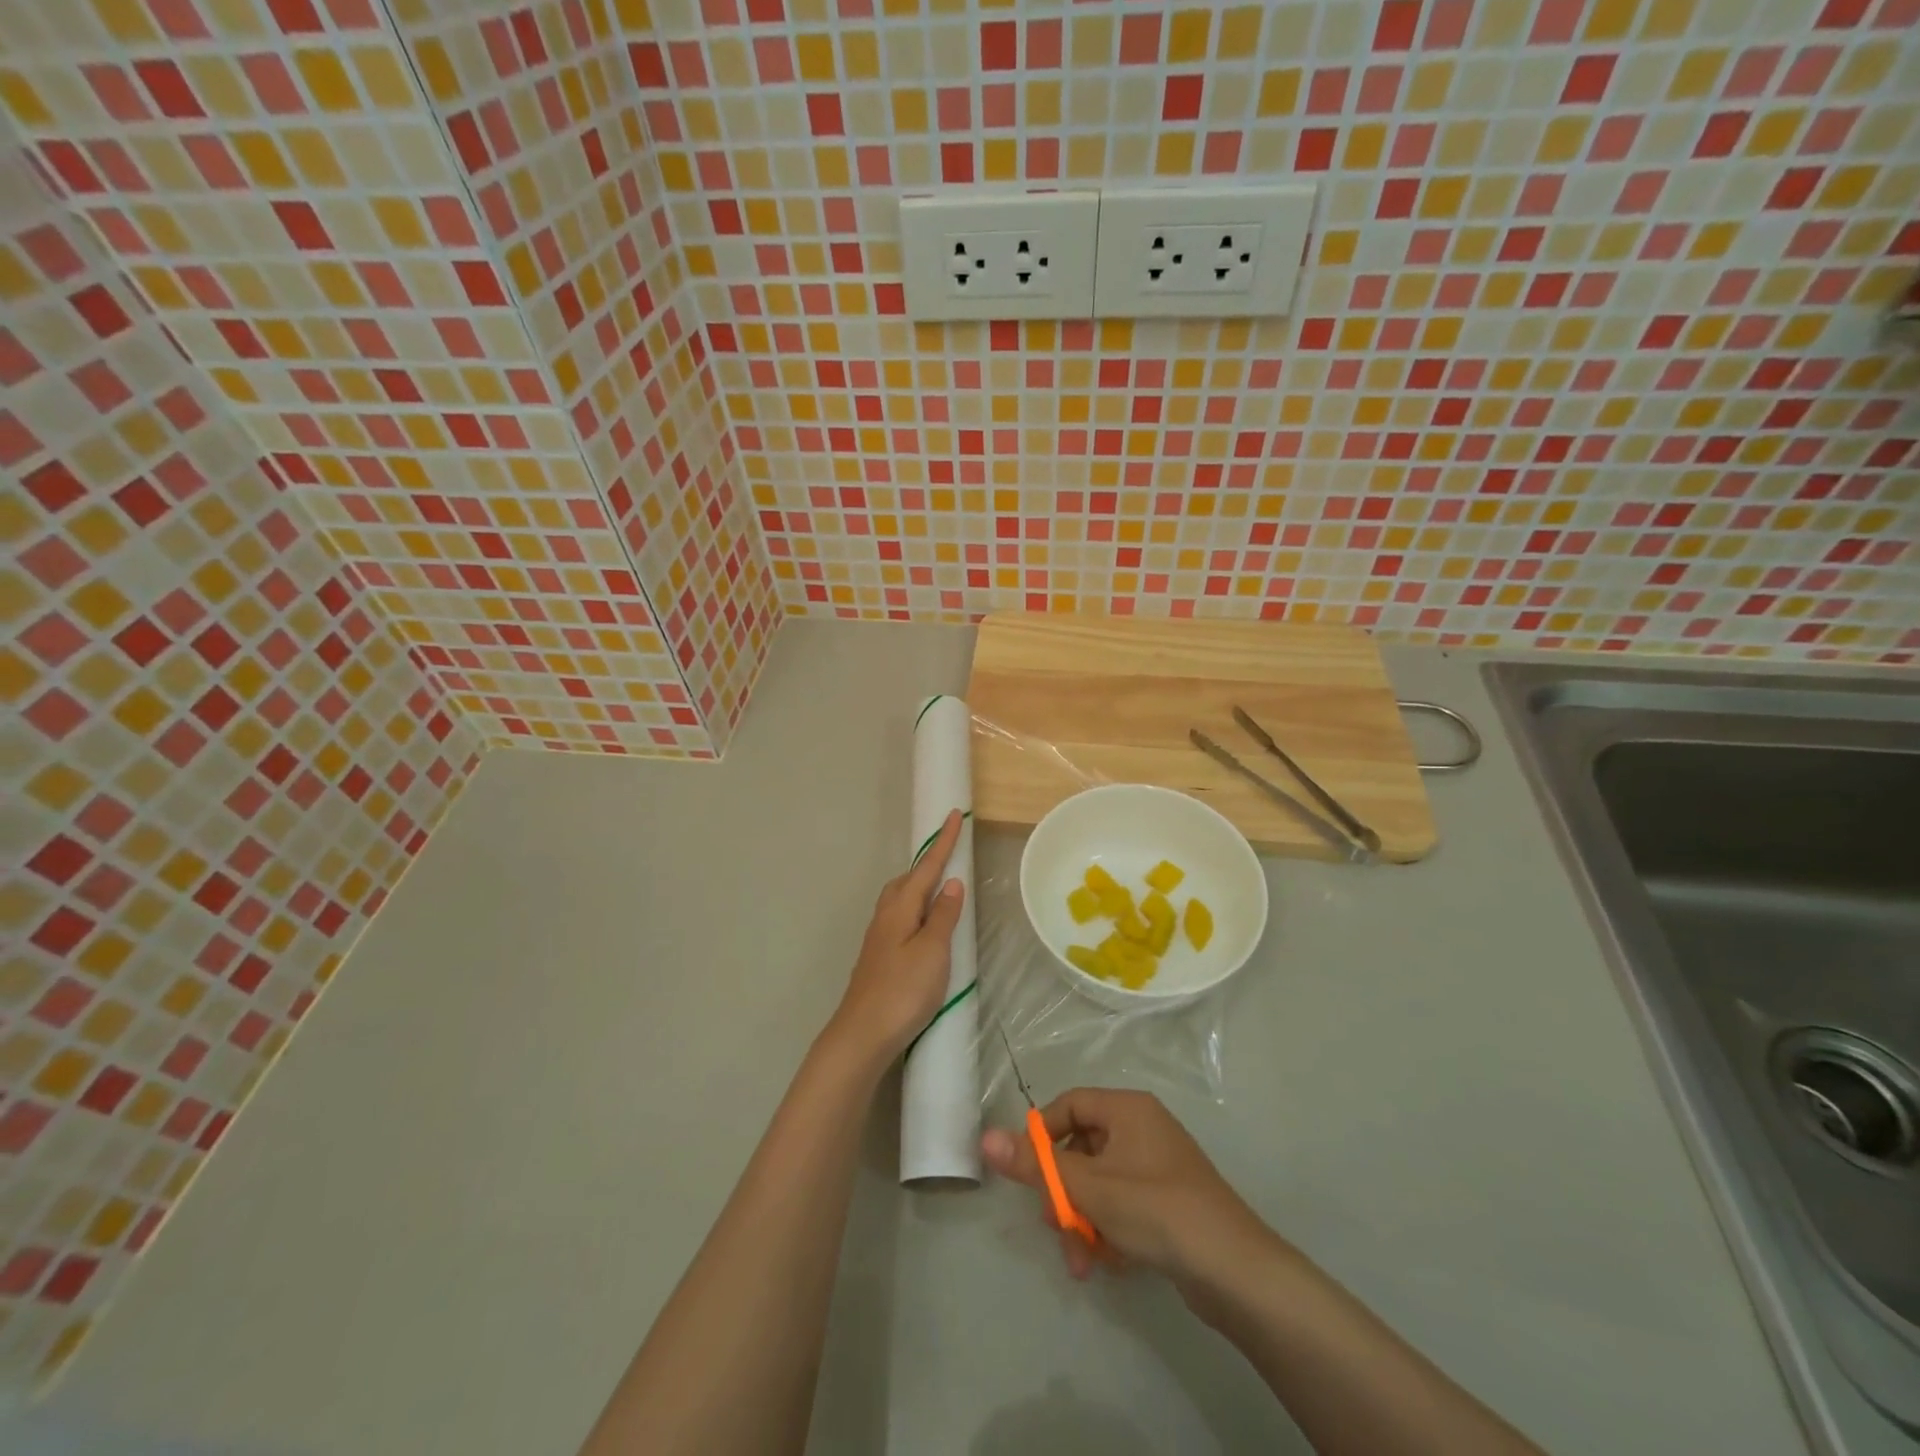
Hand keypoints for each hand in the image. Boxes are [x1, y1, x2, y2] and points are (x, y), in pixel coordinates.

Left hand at [827, 809, 966, 1065]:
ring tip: (939, 889)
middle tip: (949, 855)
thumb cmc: (903, 991)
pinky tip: (921, 927)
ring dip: (919, 887)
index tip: (954, 815)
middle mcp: (885, 916)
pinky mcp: (879, 957)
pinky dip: (915, 910)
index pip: (927, 867)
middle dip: (928, 864)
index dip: (943, 843)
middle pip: (908, 880)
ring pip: (900, 899)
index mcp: (900, 908)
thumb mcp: (932, 951)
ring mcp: (879, 938)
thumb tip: (952, 882)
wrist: (862, 1034)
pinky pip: (899, 918)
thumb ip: (943, 916)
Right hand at [981, 1087, 1277, 1288]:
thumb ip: (1036, 1165)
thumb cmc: (1157, 1211)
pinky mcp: (1167, 1200)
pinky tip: (1112, 1262)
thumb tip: (985, 1137)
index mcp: (1127, 1109)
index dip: (1042, 1136)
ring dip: (1083, 1220)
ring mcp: (1157, 1165)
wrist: (1236, 1271)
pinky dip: (1109, 1229)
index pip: (1069, 1105)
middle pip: (1081, 1148)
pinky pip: (1122, 1203)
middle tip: (1056, 1228)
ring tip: (1083, 1262)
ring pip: (1099, 1183)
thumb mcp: (1090, 1188)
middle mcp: (1142, 1127)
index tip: (1028, 1175)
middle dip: (1064, 1194)